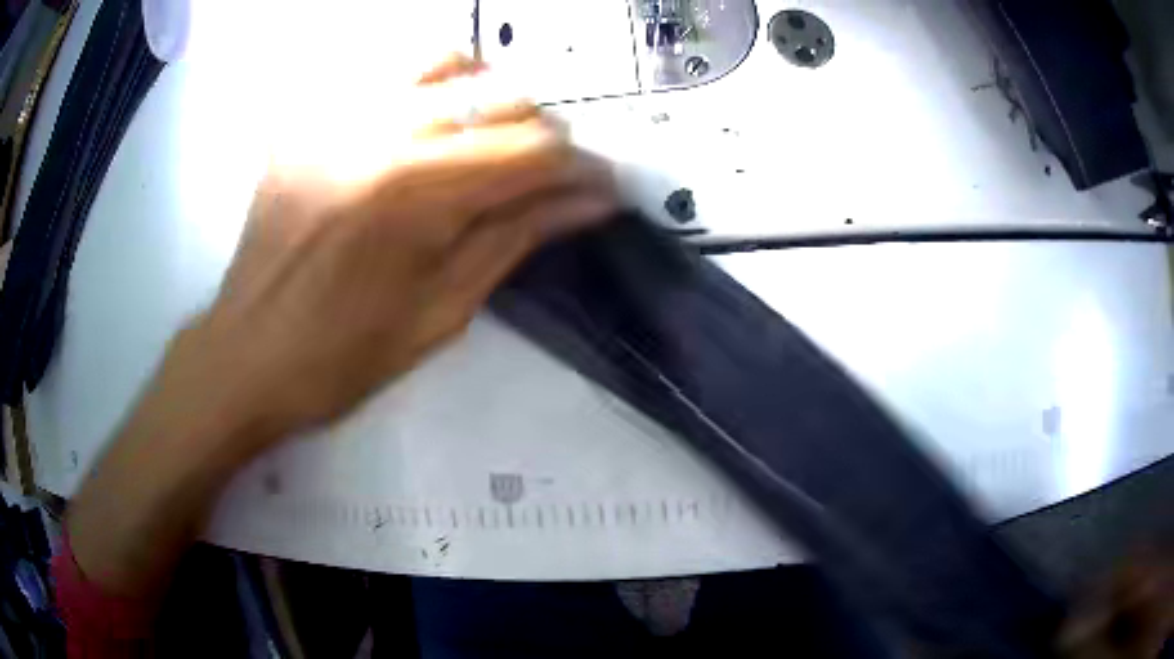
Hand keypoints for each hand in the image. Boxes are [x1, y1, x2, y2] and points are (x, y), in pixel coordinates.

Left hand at [174, 54, 615, 453]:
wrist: (249, 353)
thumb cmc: (344, 356)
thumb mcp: (442, 310)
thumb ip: (517, 237)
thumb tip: (591, 201)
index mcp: (414, 192)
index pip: (532, 150)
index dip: (580, 167)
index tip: (601, 188)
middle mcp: (377, 130)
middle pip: (499, 95)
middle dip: (542, 133)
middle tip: (547, 176)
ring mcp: (336, 114)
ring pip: (446, 62)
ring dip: (487, 94)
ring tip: (489, 139)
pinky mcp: (310, 117)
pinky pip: (386, 73)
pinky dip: (428, 89)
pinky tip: (429, 128)